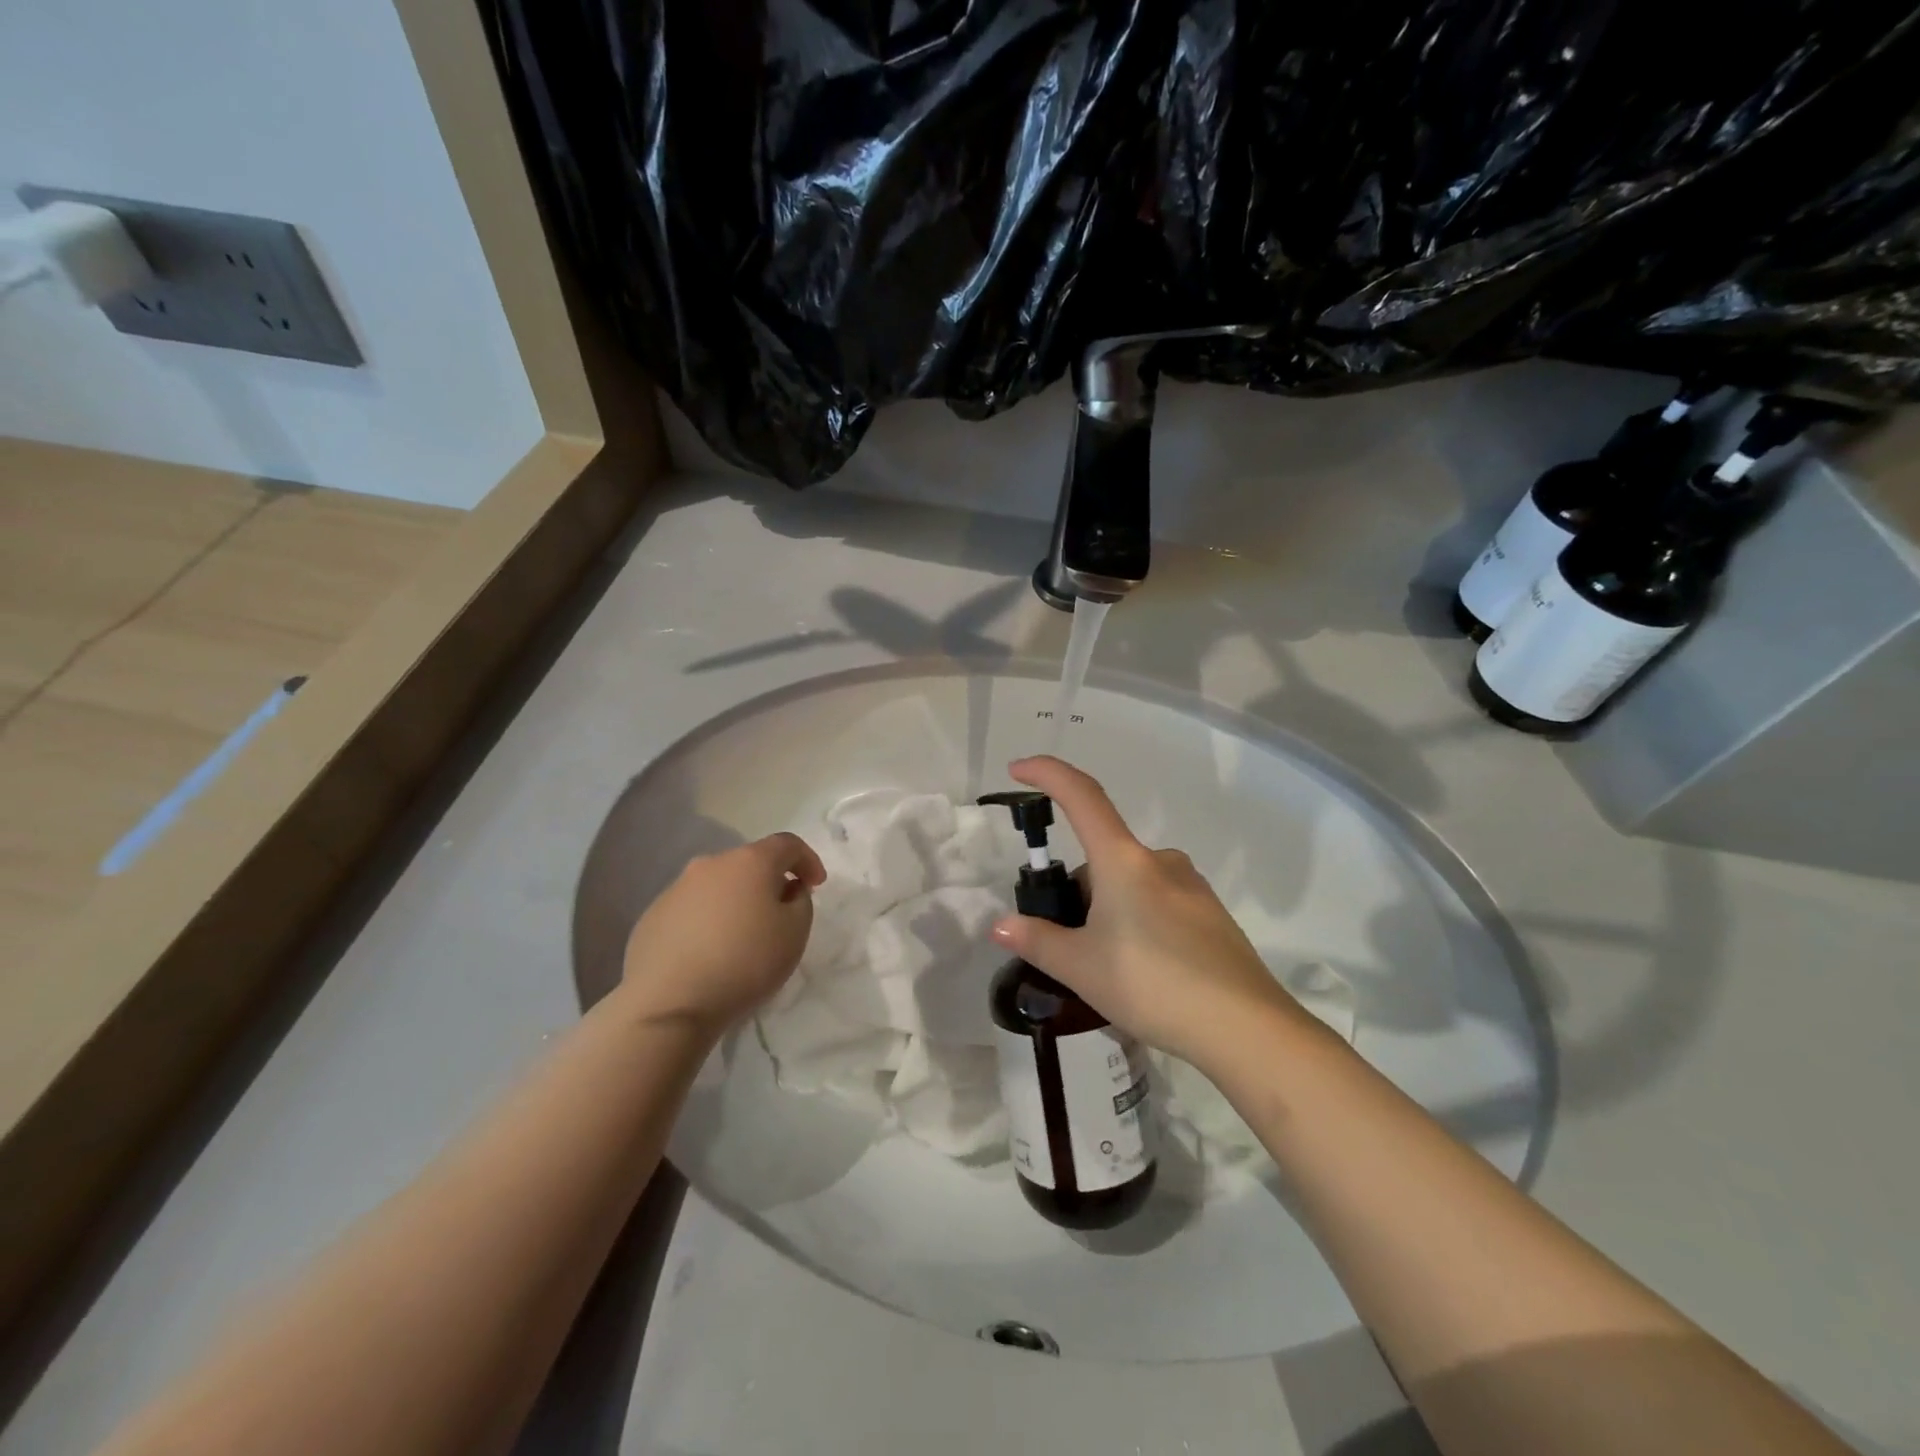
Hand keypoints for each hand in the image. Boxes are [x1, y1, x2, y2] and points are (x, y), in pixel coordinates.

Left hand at [620, 833, 826, 1038]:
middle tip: (780, 914)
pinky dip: (707, 922)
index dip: (808, 860)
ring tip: (742, 938)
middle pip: (749, 863)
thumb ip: (801, 902)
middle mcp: (711, 864)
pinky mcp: (652, 916)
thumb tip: (786, 891)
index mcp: (749, 862)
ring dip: (736, 902)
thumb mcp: (795, 933)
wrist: (669, 1003)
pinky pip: (691, 910)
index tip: (816, 885)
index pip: (787, 844)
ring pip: (718, 886)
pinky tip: (709, 954)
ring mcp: (676, 888)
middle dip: (769, 882)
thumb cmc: (745, 962)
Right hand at [989, 757, 1305, 1073]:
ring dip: (1108, 909)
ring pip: (1131, 883)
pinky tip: (1146, 973)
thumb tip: (1001, 925)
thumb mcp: (1081, 968)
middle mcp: (1159, 860)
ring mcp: (1191, 886)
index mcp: (1123, 860)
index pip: (1081, 795)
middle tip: (1069, 945)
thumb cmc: (1152, 984)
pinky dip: (1139, 923)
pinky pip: (1159, 902)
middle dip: (1077, 891)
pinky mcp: (1211, 914)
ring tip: (1108, 969)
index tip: (1018, 769)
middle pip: (1102, 856)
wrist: (1244, 1027)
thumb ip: (1037, 941)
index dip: (1046, 774)